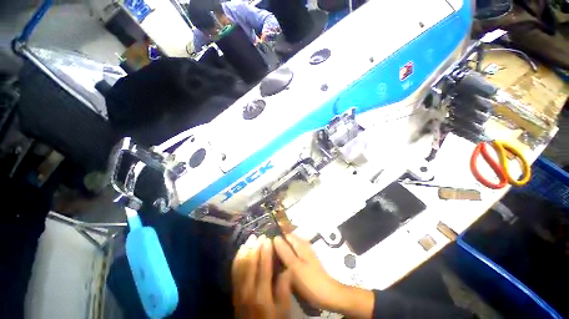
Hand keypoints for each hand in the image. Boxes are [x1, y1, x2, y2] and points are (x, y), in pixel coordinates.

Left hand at [232, 234, 291, 318]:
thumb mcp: (282, 310)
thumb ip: (284, 289)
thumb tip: (287, 268)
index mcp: (262, 294)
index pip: (263, 267)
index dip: (266, 251)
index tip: (269, 239)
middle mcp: (248, 289)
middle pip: (251, 263)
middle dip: (256, 247)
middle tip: (261, 236)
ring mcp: (238, 290)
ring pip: (241, 264)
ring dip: (246, 249)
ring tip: (252, 238)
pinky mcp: (234, 290)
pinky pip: (234, 270)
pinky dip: (238, 257)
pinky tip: (241, 249)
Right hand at [273, 234, 373, 318]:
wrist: (327, 294)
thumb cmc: (310, 280)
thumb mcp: (294, 266)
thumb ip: (284, 251)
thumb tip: (275, 237)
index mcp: (300, 244)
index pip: (285, 235)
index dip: (275, 239)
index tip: (266, 248)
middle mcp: (303, 246)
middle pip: (287, 242)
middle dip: (278, 247)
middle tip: (267, 257)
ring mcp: (304, 254)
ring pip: (289, 250)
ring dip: (281, 254)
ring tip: (272, 263)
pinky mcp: (305, 263)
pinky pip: (293, 257)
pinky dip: (286, 260)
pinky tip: (281, 268)